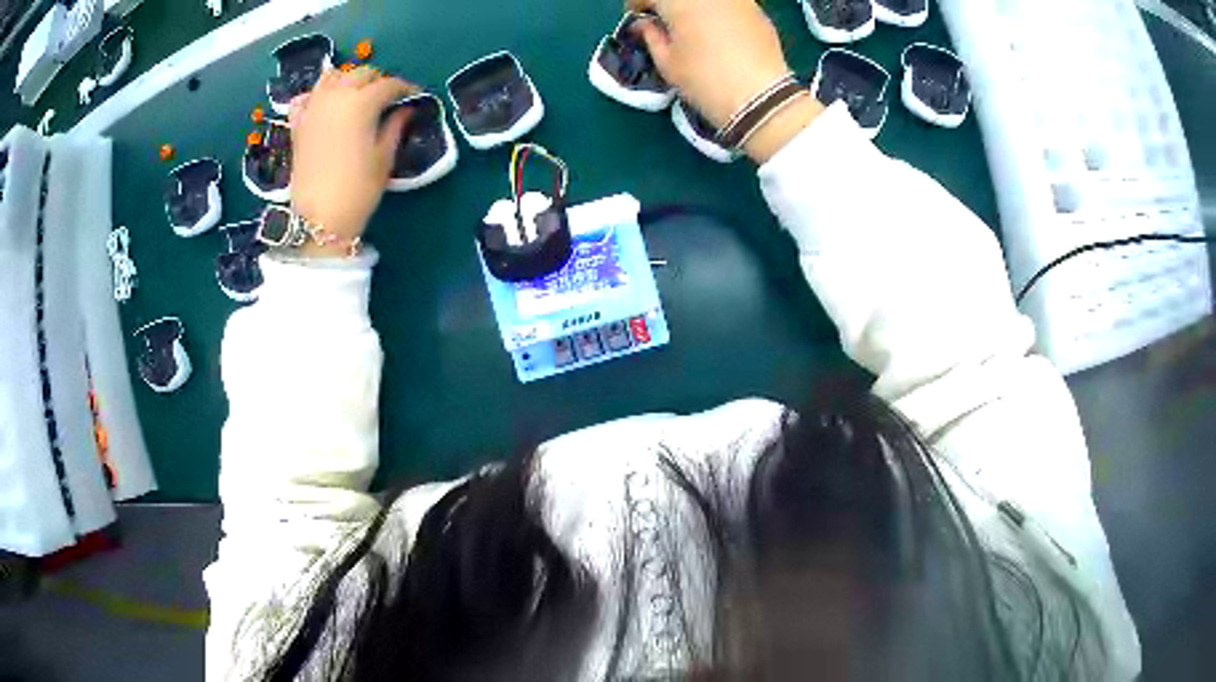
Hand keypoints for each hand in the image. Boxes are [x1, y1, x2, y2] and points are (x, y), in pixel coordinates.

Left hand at [288, 67, 418, 256]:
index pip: (389, 84)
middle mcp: (336, 96)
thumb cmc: (358, 189)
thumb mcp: (384, 157)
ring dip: (348, 80)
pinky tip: (325, 105)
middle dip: (377, 81)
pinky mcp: (298, 124)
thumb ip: (395, 126)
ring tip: (356, 95)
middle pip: (361, 74)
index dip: (406, 88)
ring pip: (332, 77)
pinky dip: (317, 96)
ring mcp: (313, 108)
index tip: (415, 96)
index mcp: (362, 102)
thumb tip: (405, 109)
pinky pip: (306, 98)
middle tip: (387, 98)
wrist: (319, 218)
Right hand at [629, 0, 823, 162]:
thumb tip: (645, 24)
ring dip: (693, 6)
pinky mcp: (757, 10)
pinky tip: (717, 30)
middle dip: (666, 3)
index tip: (636, 18)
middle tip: (662, 20)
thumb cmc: (705, 80)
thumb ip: (651, 36)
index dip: (636, 3)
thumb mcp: (667, 63)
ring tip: (690, 24)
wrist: (761, 98)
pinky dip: (716, 11)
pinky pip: (728, 4)